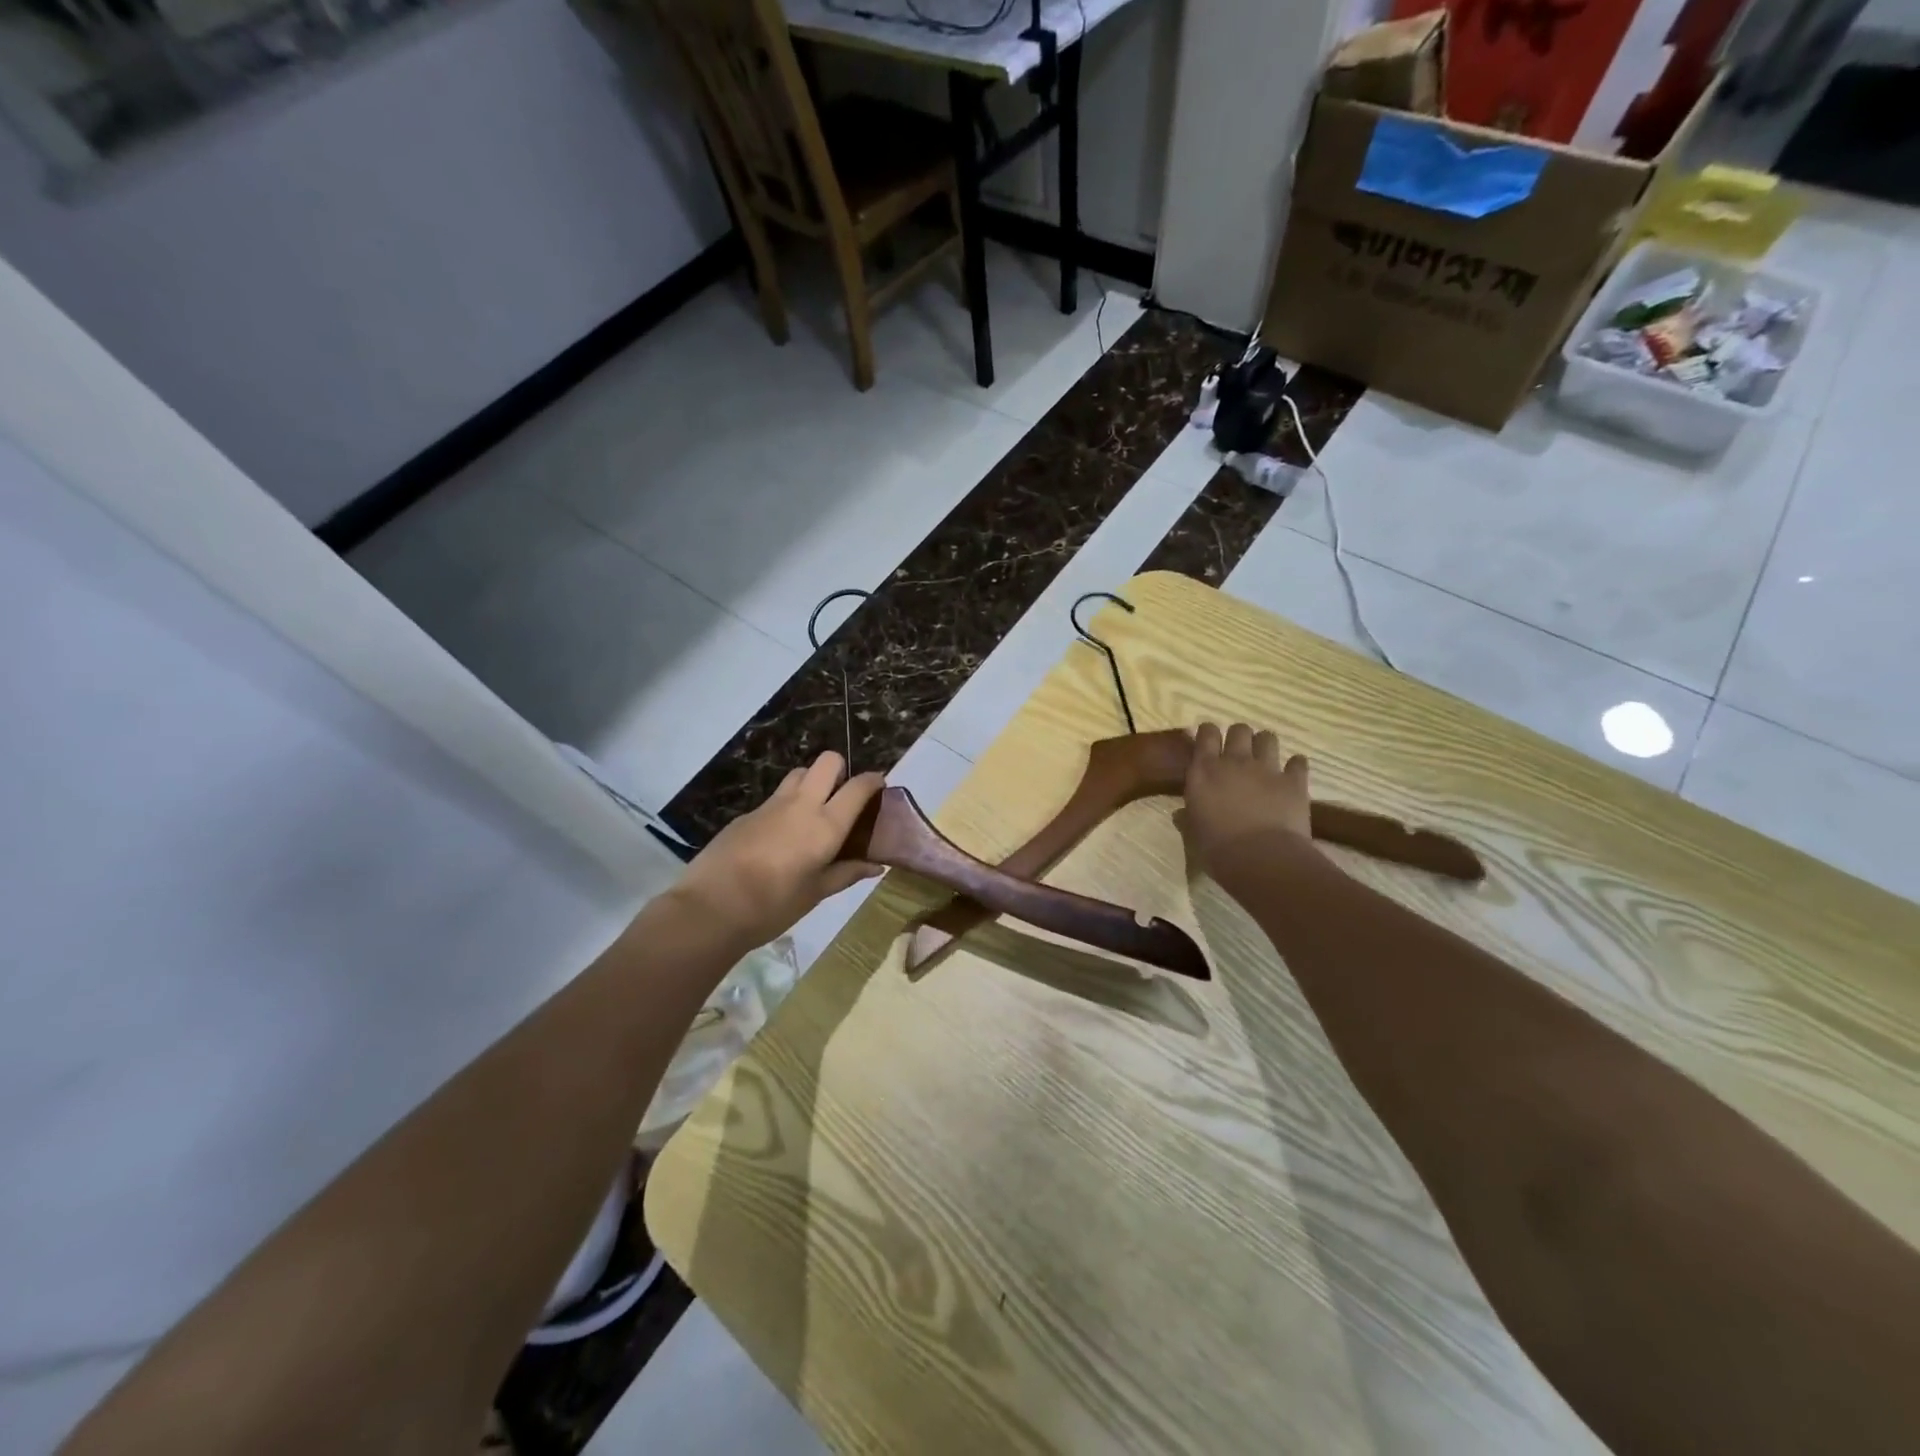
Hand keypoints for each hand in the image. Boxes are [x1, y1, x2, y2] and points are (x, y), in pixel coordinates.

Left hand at [669, 753, 885, 950]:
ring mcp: (770, 805)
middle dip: (841, 769)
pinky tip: (781, 835)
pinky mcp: (747, 814)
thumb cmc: (773, 906)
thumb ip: (847, 873)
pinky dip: (786, 804)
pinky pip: (775, 797)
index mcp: (826, 825)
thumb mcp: (816, 893)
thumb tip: (875, 866)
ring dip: (812, 781)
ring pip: (799, 773)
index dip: (873, 781)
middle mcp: (801, 805)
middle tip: (842, 796)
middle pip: (827, 761)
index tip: (879, 786)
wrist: (711, 908)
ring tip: (813, 810)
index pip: (857, 787)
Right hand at [1180, 722, 1314, 880]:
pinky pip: (1298, 762)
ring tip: (1264, 759)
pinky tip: (1292, 775)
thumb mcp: (1194, 835)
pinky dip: (1295, 766)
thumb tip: (1180, 815)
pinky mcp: (1294, 781)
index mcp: (1204, 771)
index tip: (1209, 740)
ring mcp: (1266, 769)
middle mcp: (1234, 761)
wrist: (1262, 859)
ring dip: (1265, 745)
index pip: (1206, 734)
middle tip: (1238, 753)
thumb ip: (1188, 819)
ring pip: (1268, 738)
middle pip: (1239, 730)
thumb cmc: (1218, 849)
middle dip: (1239, 737)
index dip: (1208, 733)